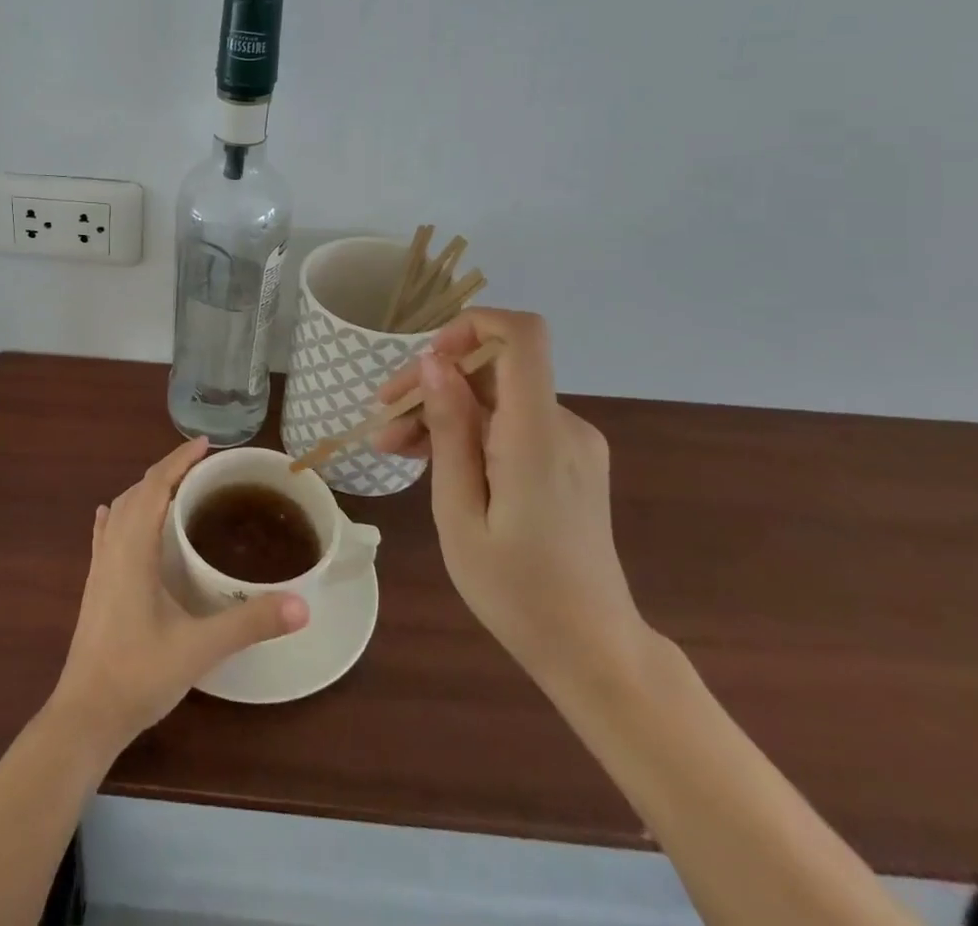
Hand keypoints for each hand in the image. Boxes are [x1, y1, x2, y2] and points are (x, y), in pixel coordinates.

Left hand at [49, 439, 307, 754]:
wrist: (85, 715)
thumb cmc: (139, 674)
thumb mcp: (200, 648)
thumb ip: (249, 623)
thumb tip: (302, 604)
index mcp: (134, 549)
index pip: (155, 486)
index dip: (178, 460)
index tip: (205, 444)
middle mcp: (113, 548)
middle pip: (138, 492)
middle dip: (167, 471)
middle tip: (201, 466)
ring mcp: (99, 567)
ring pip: (121, 510)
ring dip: (145, 490)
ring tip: (174, 488)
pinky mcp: (94, 586)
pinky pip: (105, 534)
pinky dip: (118, 514)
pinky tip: (114, 515)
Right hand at [376, 309, 648, 689]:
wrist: (594, 652)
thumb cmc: (517, 592)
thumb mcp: (460, 513)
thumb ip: (449, 430)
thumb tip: (433, 361)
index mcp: (537, 435)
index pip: (523, 335)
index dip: (471, 325)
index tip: (425, 362)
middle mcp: (563, 425)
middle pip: (494, 368)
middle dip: (434, 384)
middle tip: (383, 423)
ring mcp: (572, 442)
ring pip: (498, 396)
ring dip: (446, 411)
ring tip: (396, 448)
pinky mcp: (569, 458)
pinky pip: (513, 422)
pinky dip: (472, 431)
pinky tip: (436, 462)